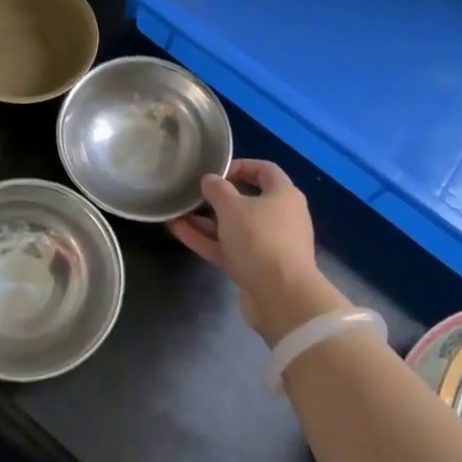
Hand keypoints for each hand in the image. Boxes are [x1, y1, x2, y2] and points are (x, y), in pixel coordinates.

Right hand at [171, 160, 342, 346]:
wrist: (281, 296)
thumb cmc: (260, 239)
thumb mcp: (232, 207)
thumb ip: (217, 190)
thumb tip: (210, 179)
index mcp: (284, 195)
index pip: (265, 170)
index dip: (241, 165)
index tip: (217, 170)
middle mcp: (280, 217)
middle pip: (247, 200)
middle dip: (218, 197)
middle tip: (193, 193)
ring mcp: (268, 245)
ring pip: (234, 227)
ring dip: (206, 220)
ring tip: (178, 212)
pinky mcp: (256, 268)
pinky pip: (229, 248)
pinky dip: (208, 240)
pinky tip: (179, 231)